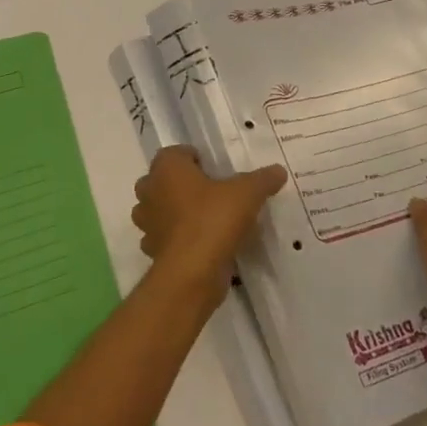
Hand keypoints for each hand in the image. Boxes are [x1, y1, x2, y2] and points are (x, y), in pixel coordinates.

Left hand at [131, 146, 286, 302]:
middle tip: (211, 192)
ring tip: (207, 219)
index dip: (194, 158)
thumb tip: (279, 171)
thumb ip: (262, 179)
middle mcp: (150, 191)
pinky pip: (165, 237)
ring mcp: (147, 223)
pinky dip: (179, 239)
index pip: (175, 153)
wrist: (192, 272)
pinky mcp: (152, 250)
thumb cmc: (213, 219)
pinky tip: (202, 244)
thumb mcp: (247, 194)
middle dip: (182, 184)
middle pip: (163, 180)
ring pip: (160, 210)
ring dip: (177, 212)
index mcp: (167, 168)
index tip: (216, 170)